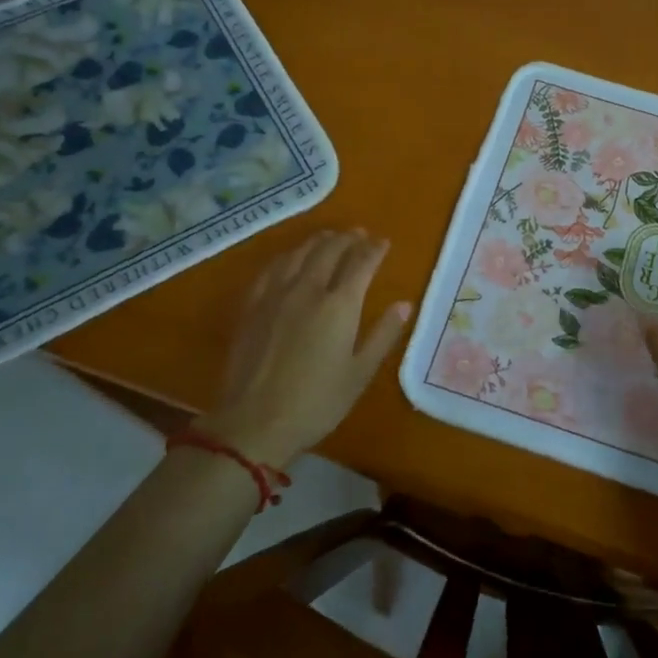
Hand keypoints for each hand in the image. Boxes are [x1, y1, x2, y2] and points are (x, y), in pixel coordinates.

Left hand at [200, 229, 413, 468]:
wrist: (254, 423)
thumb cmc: (316, 403)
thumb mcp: (359, 374)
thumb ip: (383, 335)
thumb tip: (404, 305)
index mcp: (339, 305)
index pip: (361, 263)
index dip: (374, 250)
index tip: (384, 242)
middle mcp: (308, 289)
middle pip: (329, 250)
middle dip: (348, 238)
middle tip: (359, 234)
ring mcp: (276, 295)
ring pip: (299, 254)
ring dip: (318, 241)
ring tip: (329, 237)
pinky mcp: (252, 306)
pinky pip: (272, 268)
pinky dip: (287, 256)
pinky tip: (290, 259)